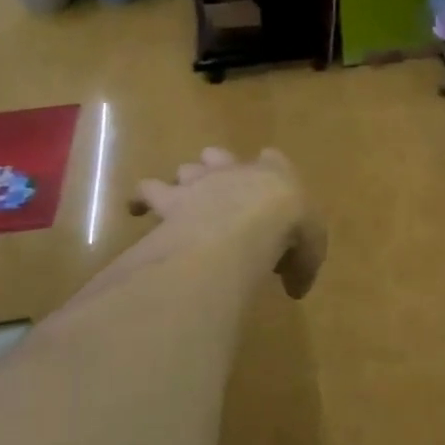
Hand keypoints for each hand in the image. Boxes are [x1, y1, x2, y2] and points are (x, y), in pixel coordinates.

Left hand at [130, 148, 327, 299]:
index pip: (273, 159)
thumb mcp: (310, 252)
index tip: (270, 187)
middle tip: (218, 189)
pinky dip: (141, 199)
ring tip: (176, 198)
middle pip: (220, 156)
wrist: (249, 219)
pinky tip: (135, 209)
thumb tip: (296, 288)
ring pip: (185, 169)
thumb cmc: (288, 228)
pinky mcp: (171, 198)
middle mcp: (234, 170)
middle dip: (217, 168)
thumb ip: (302, 267)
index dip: (270, 169)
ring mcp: (199, 181)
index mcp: (274, 174)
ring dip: (182, 182)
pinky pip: (147, 191)